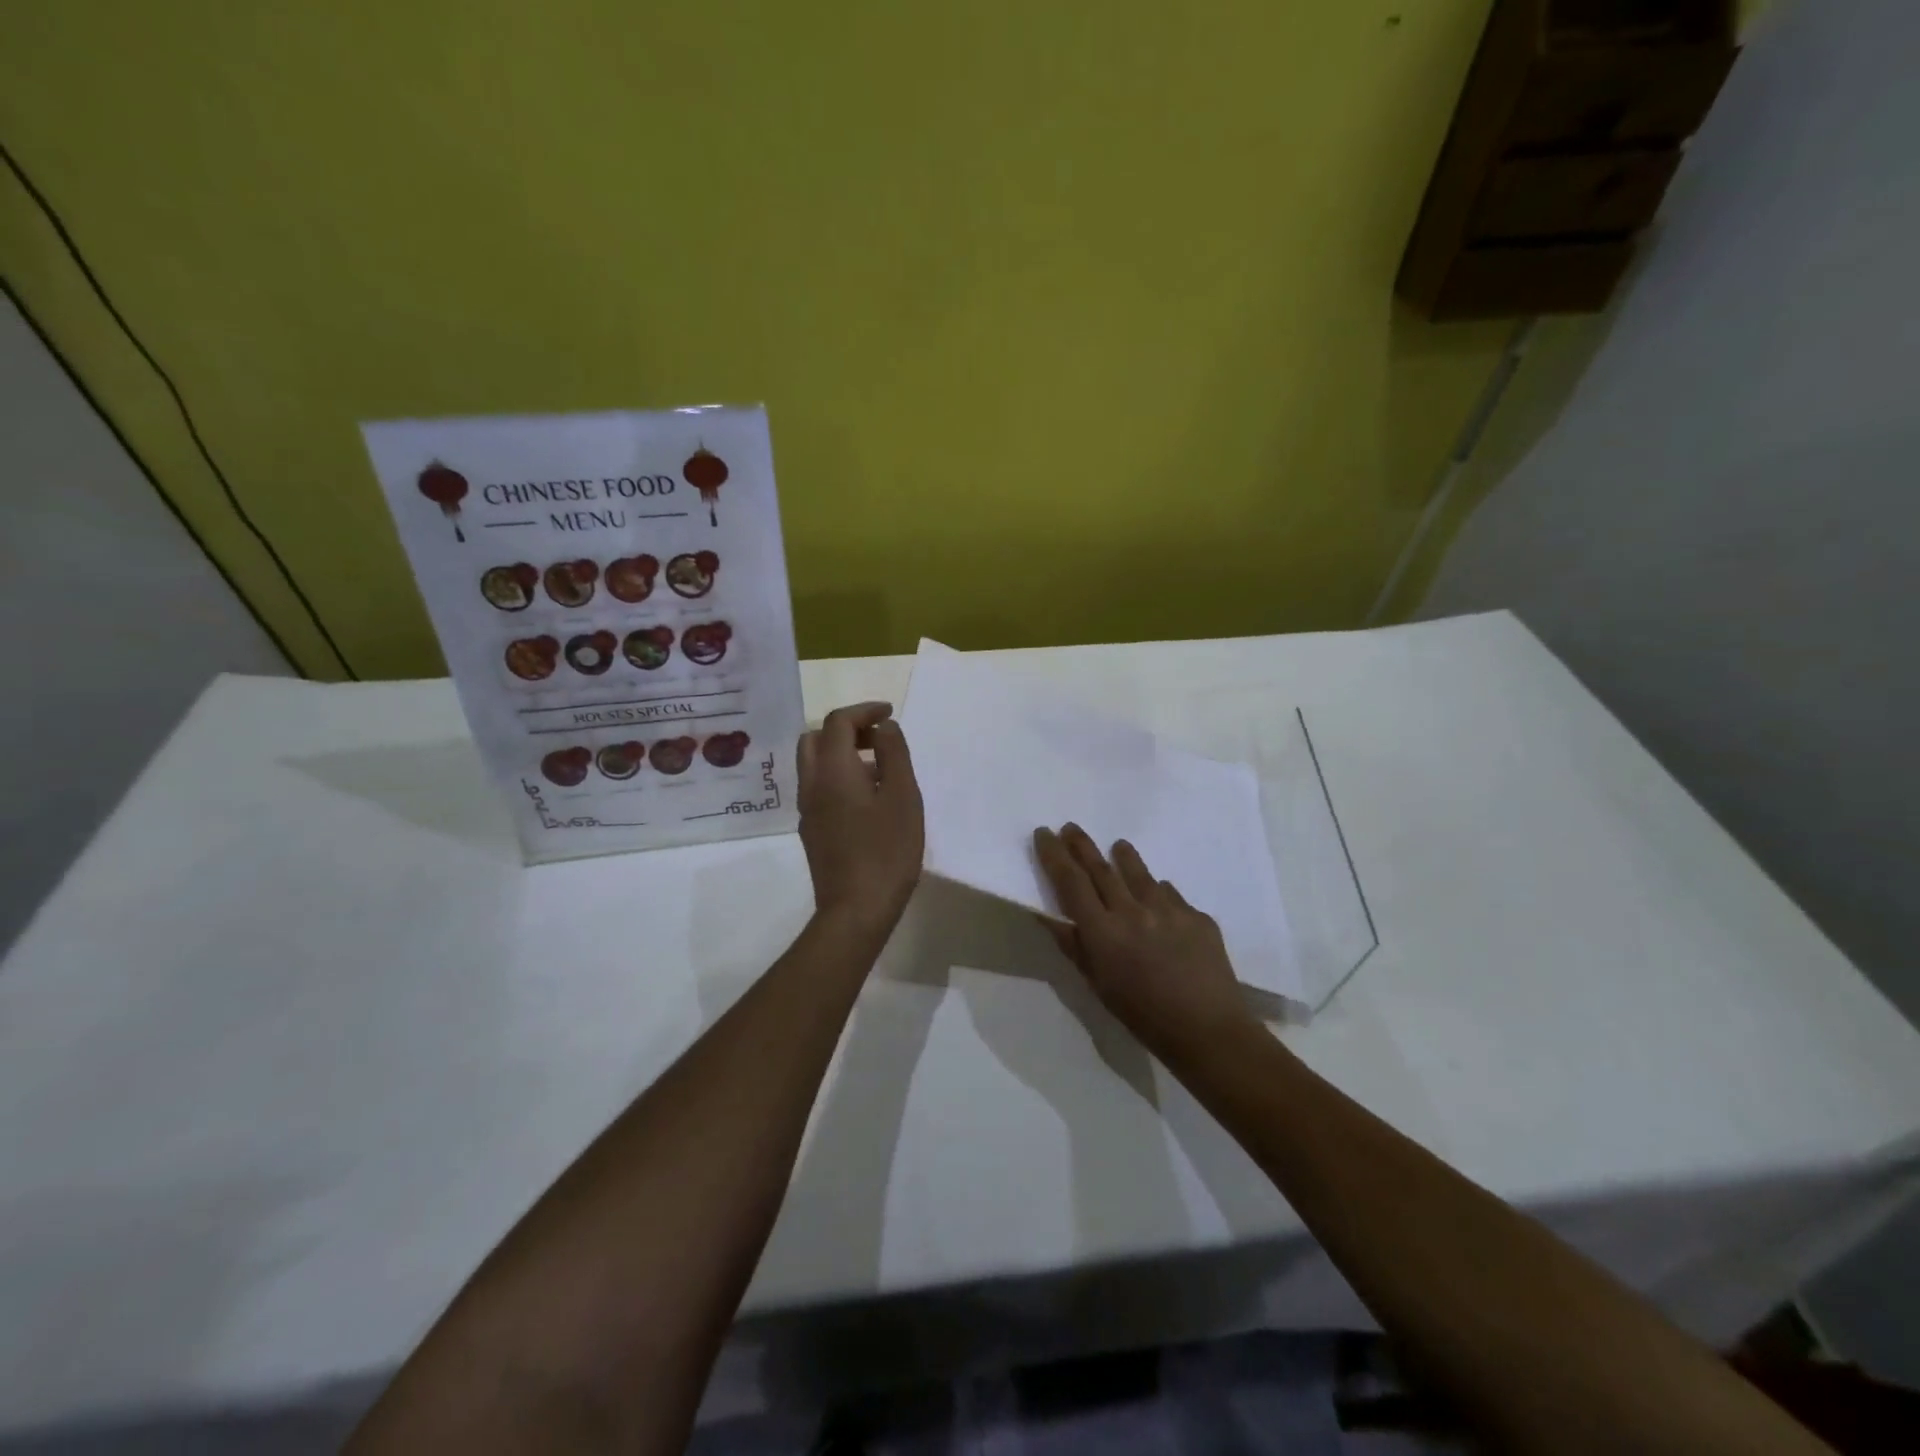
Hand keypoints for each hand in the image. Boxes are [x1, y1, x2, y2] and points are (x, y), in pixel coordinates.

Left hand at [798, 702, 924, 933]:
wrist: (855, 910)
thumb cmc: (887, 851)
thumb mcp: (904, 796)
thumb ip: (894, 754)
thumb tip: (884, 727)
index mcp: (833, 770)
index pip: (838, 722)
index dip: (863, 711)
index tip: (888, 713)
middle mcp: (811, 784)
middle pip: (816, 739)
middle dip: (846, 729)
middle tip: (878, 738)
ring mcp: (807, 809)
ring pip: (814, 764)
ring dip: (841, 754)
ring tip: (880, 769)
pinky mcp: (811, 830)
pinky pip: (818, 787)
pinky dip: (838, 776)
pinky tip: (868, 800)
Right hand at [1033, 824, 1254, 1063]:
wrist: (1207, 1030)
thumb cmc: (1142, 1016)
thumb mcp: (1098, 985)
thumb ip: (1074, 946)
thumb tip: (1050, 916)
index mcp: (1103, 931)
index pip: (1071, 882)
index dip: (1054, 855)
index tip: (1044, 833)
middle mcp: (1132, 911)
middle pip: (1101, 869)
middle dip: (1082, 845)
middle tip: (1070, 827)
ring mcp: (1169, 909)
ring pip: (1139, 873)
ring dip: (1124, 857)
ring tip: (1118, 845)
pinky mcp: (1197, 916)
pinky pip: (1171, 894)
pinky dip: (1158, 891)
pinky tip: (1158, 895)